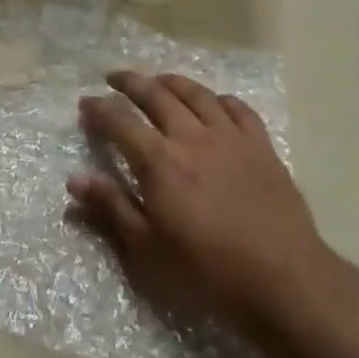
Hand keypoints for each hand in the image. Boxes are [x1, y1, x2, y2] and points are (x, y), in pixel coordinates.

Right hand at [70, 71, 328, 332]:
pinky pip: (238, 109)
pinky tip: (214, 102)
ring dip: (172, 82)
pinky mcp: (262, 148)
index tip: (85, 103)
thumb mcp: (147, 251)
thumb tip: (75, 180)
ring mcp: (231, 138)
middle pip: (157, 95)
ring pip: (197, 94)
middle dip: (131, 82)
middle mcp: (192, 138)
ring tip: (157, 80)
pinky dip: (220, 99)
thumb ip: (111, 208)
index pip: (120, 122)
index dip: (99, 109)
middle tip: (114, 77)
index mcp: (159, 162)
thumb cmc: (207, 272)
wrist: (283, 280)